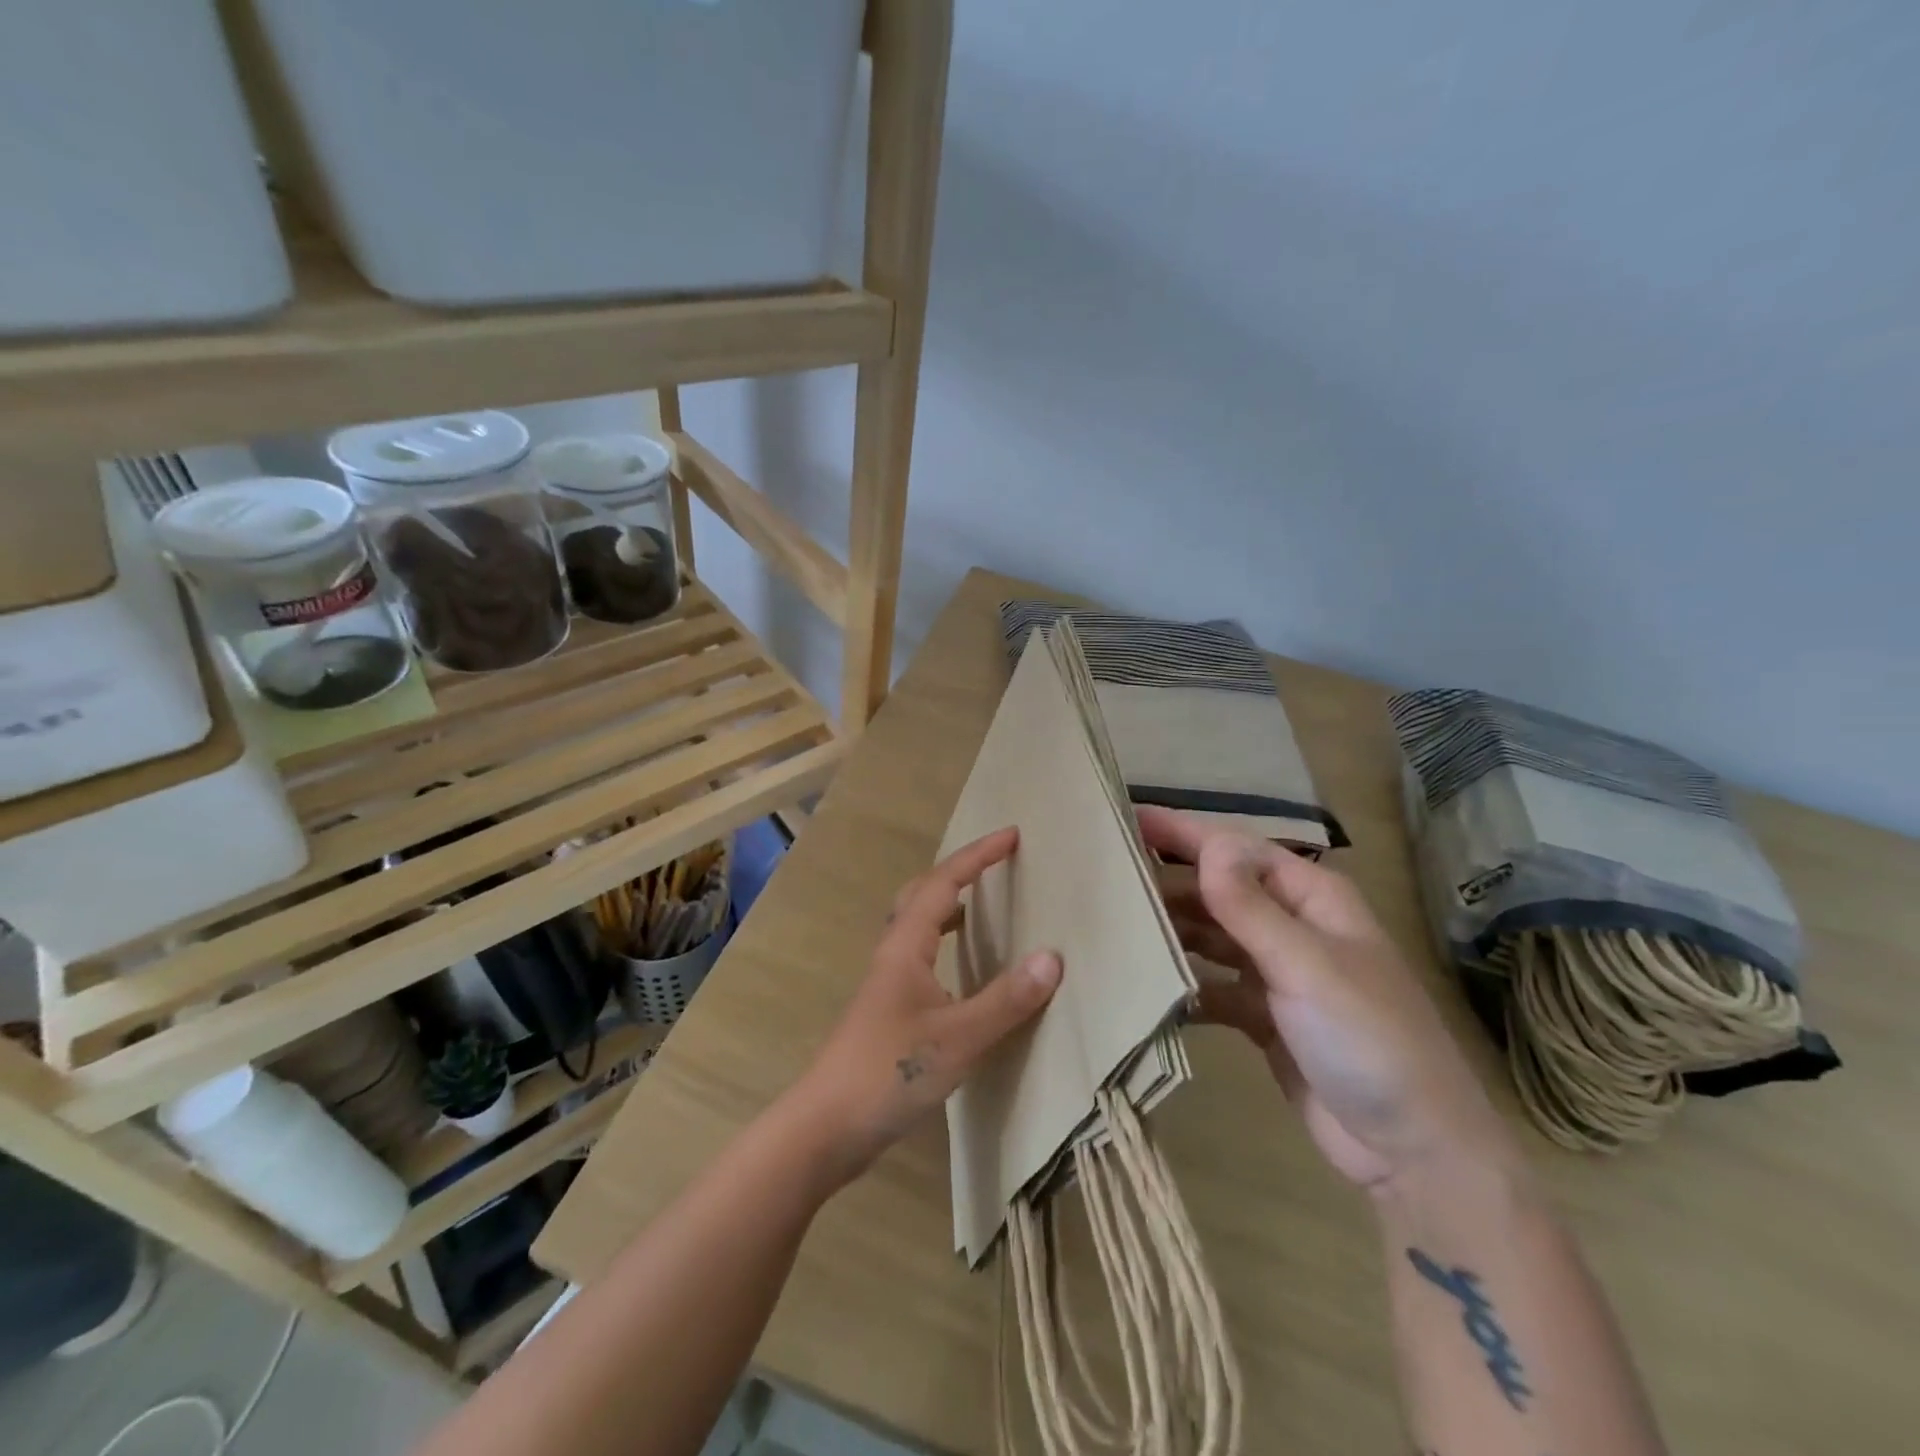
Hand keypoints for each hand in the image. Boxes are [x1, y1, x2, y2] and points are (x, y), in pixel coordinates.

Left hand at [791, 827, 1061, 1183]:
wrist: (826, 1127)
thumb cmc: (888, 1073)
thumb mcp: (958, 1038)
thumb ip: (1006, 1000)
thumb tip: (1052, 957)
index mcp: (906, 946)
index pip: (944, 883)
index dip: (978, 856)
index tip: (1012, 835)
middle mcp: (894, 954)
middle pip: (922, 894)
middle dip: (960, 872)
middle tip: (996, 864)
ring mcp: (887, 983)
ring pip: (917, 925)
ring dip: (948, 905)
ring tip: (982, 904)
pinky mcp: (888, 1010)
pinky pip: (920, 956)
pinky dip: (944, 943)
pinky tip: (961, 969)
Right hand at [1140, 807, 1518, 1193]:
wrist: (1413, 1151)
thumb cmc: (1369, 1040)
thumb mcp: (1307, 967)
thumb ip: (1251, 907)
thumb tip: (1209, 843)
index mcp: (1312, 898)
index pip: (1236, 849)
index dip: (1183, 832)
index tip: (1125, 818)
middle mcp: (1293, 926)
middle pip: (1219, 890)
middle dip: (1168, 881)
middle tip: (1103, 876)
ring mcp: (1277, 973)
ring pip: (1211, 936)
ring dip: (1171, 930)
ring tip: (1112, 924)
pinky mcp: (1264, 1016)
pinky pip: (1212, 985)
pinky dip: (1183, 984)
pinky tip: (1144, 985)